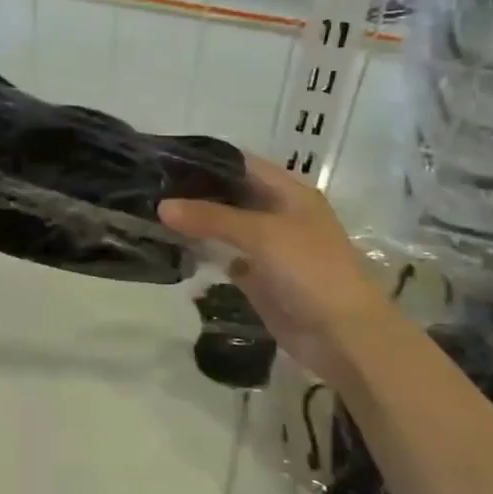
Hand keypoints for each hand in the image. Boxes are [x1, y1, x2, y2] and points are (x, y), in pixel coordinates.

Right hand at [160, 155, 380, 381]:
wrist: (342, 335)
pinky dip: (203, 252)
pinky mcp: (258, 278)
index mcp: (289, 193)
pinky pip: (225, 257)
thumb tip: (162, 206)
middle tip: (150, 186)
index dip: (207, 160)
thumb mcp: (261, 234)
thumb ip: (211, 218)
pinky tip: (172, 247)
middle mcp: (278, 214)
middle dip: (196, 192)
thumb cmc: (309, 270)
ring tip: (152, 212)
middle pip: (231, 195)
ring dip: (196, 222)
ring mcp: (268, 248)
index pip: (242, 164)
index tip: (167, 158)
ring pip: (225, 227)